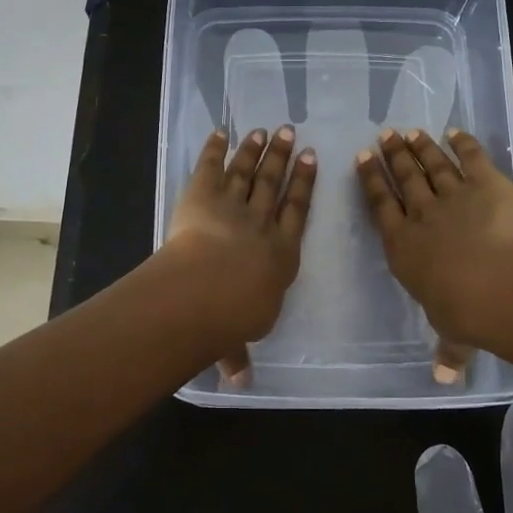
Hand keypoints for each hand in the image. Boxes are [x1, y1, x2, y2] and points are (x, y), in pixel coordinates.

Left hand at [164, 126, 316, 381]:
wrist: (207, 291)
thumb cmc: (233, 317)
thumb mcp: (240, 337)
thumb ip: (238, 353)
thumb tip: (239, 382)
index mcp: (281, 253)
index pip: (297, 211)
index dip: (304, 184)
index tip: (311, 160)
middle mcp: (261, 222)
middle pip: (275, 184)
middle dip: (283, 158)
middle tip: (291, 133)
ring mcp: (232, 205)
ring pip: (247, 171)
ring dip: (256, 150)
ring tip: (265, 130)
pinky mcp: (201, 195)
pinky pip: (210, 167)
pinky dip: (215, 149)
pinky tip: (222, 132)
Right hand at [356, 127, 512, 374]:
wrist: (501, 285)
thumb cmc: (466, 313)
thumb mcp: (453, 334)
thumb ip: (448, 350)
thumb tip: (444, 379)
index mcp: (403, 247)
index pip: (381, 207)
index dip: (371, 182)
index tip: (362, 160)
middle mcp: (422, 216)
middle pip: (403, 179)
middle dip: (392, 157)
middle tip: (383, 137)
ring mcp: (454, 196)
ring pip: (432, 165)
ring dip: (420, 147)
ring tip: (409, 132)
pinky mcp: (487, 184)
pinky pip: (472, 158)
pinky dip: (463, 143)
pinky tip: (454, 132)